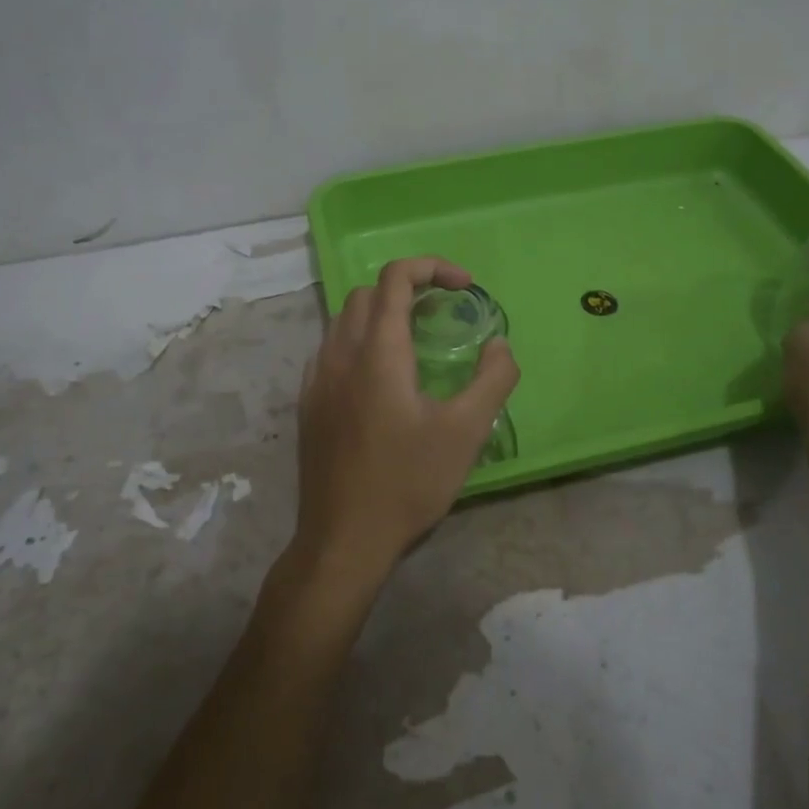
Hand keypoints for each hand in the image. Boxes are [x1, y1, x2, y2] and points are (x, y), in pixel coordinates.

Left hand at [293, 256, 520, 591]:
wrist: (343, 539)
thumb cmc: (407, 482)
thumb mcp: (466, 432)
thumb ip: (493, 379)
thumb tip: (500, 345)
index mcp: (378, 352)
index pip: (395, 278)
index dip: (432, 268)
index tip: (464, 287)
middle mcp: (340, 354)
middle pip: (367, 293)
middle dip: (407, 288)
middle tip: (443, 313)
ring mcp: (317, 379)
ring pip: (343, 319)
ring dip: (380, 314)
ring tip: (415, 342)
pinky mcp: (308, 403)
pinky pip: (331, 350)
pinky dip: (359, 341)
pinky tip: (379, 378)